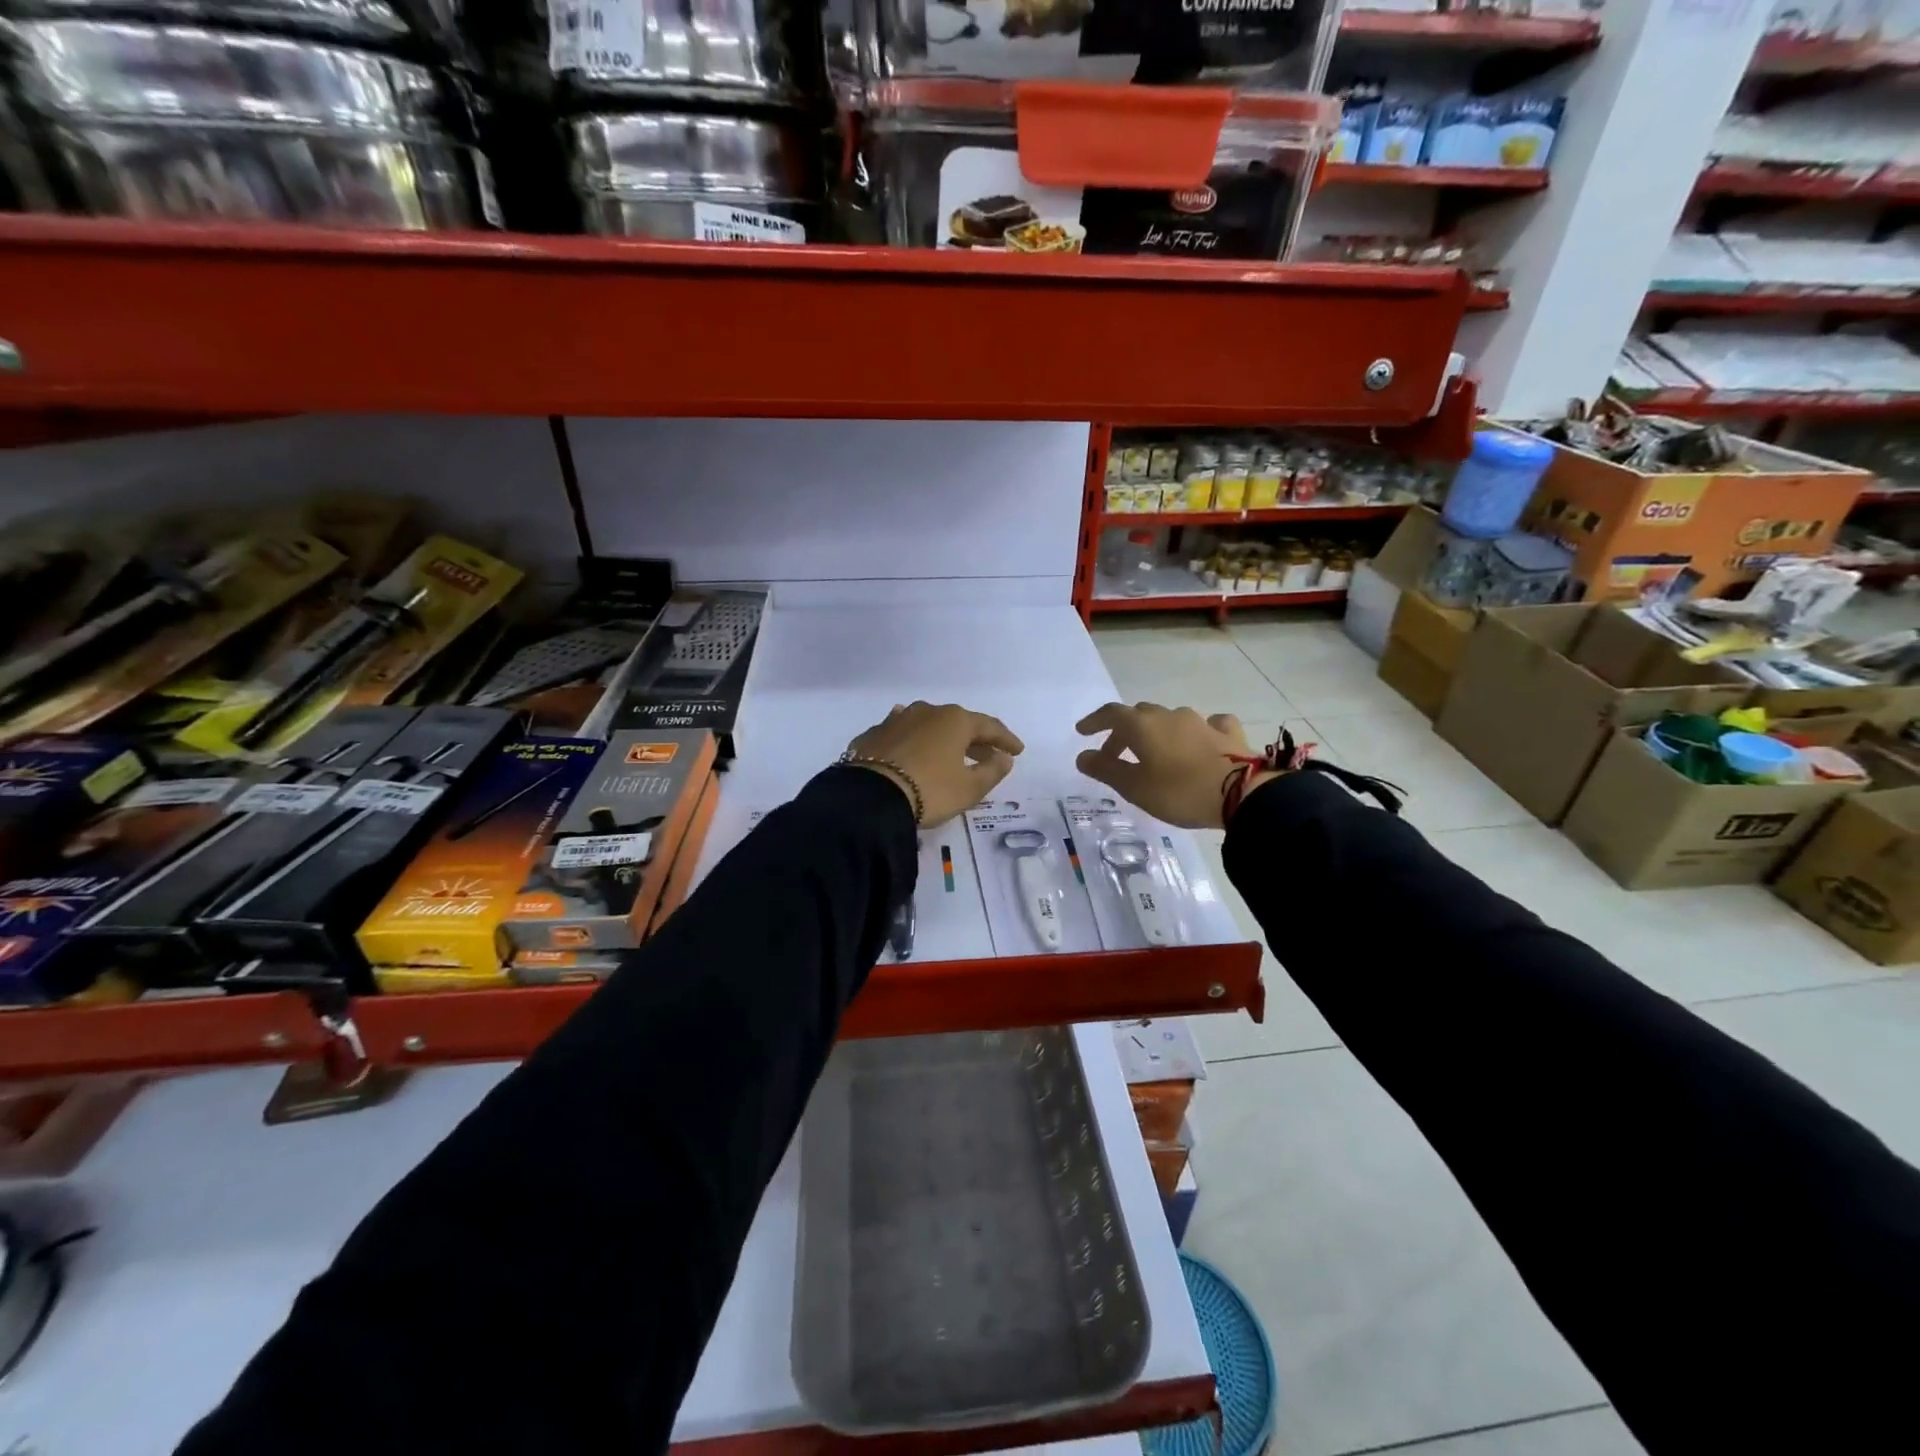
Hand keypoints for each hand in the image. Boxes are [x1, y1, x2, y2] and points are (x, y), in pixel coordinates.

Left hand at [844, 701, 1023, 824]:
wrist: (869, 798)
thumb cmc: (930, 791)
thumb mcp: (969, 788)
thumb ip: (992, 771)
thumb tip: (1003, 758)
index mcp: (955, 720)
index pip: (989, 726)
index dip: (1006, 740)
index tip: (1017, 752)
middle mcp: (926, 711)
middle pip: (958, 724)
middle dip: (975, 740)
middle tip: (988, 755)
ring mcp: (896, 720)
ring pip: (928, 726)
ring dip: (943, 739)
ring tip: (952, 754)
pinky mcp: (873, 735)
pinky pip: (903, 736)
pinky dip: (915, 744)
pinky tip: (914, 751)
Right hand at [1075, 702, 1272, 828]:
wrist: (1242, 793)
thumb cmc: (1179, 791)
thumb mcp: (1135, 787)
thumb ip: (1106, 770)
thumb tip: (1083, 756)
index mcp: (1142, 726)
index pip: (1111, 714)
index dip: (1094, 721)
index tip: (1082, 732)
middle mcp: (1169, 715)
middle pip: (1139, 715)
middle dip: (1123, 732)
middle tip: (1115, 754)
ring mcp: (1201, 722)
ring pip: (1170, 719)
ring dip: (1156, 732)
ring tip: (1154, 753)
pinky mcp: (1227, 733)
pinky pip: (1207, 724)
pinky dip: (1196, 732)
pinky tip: (1200, 740)